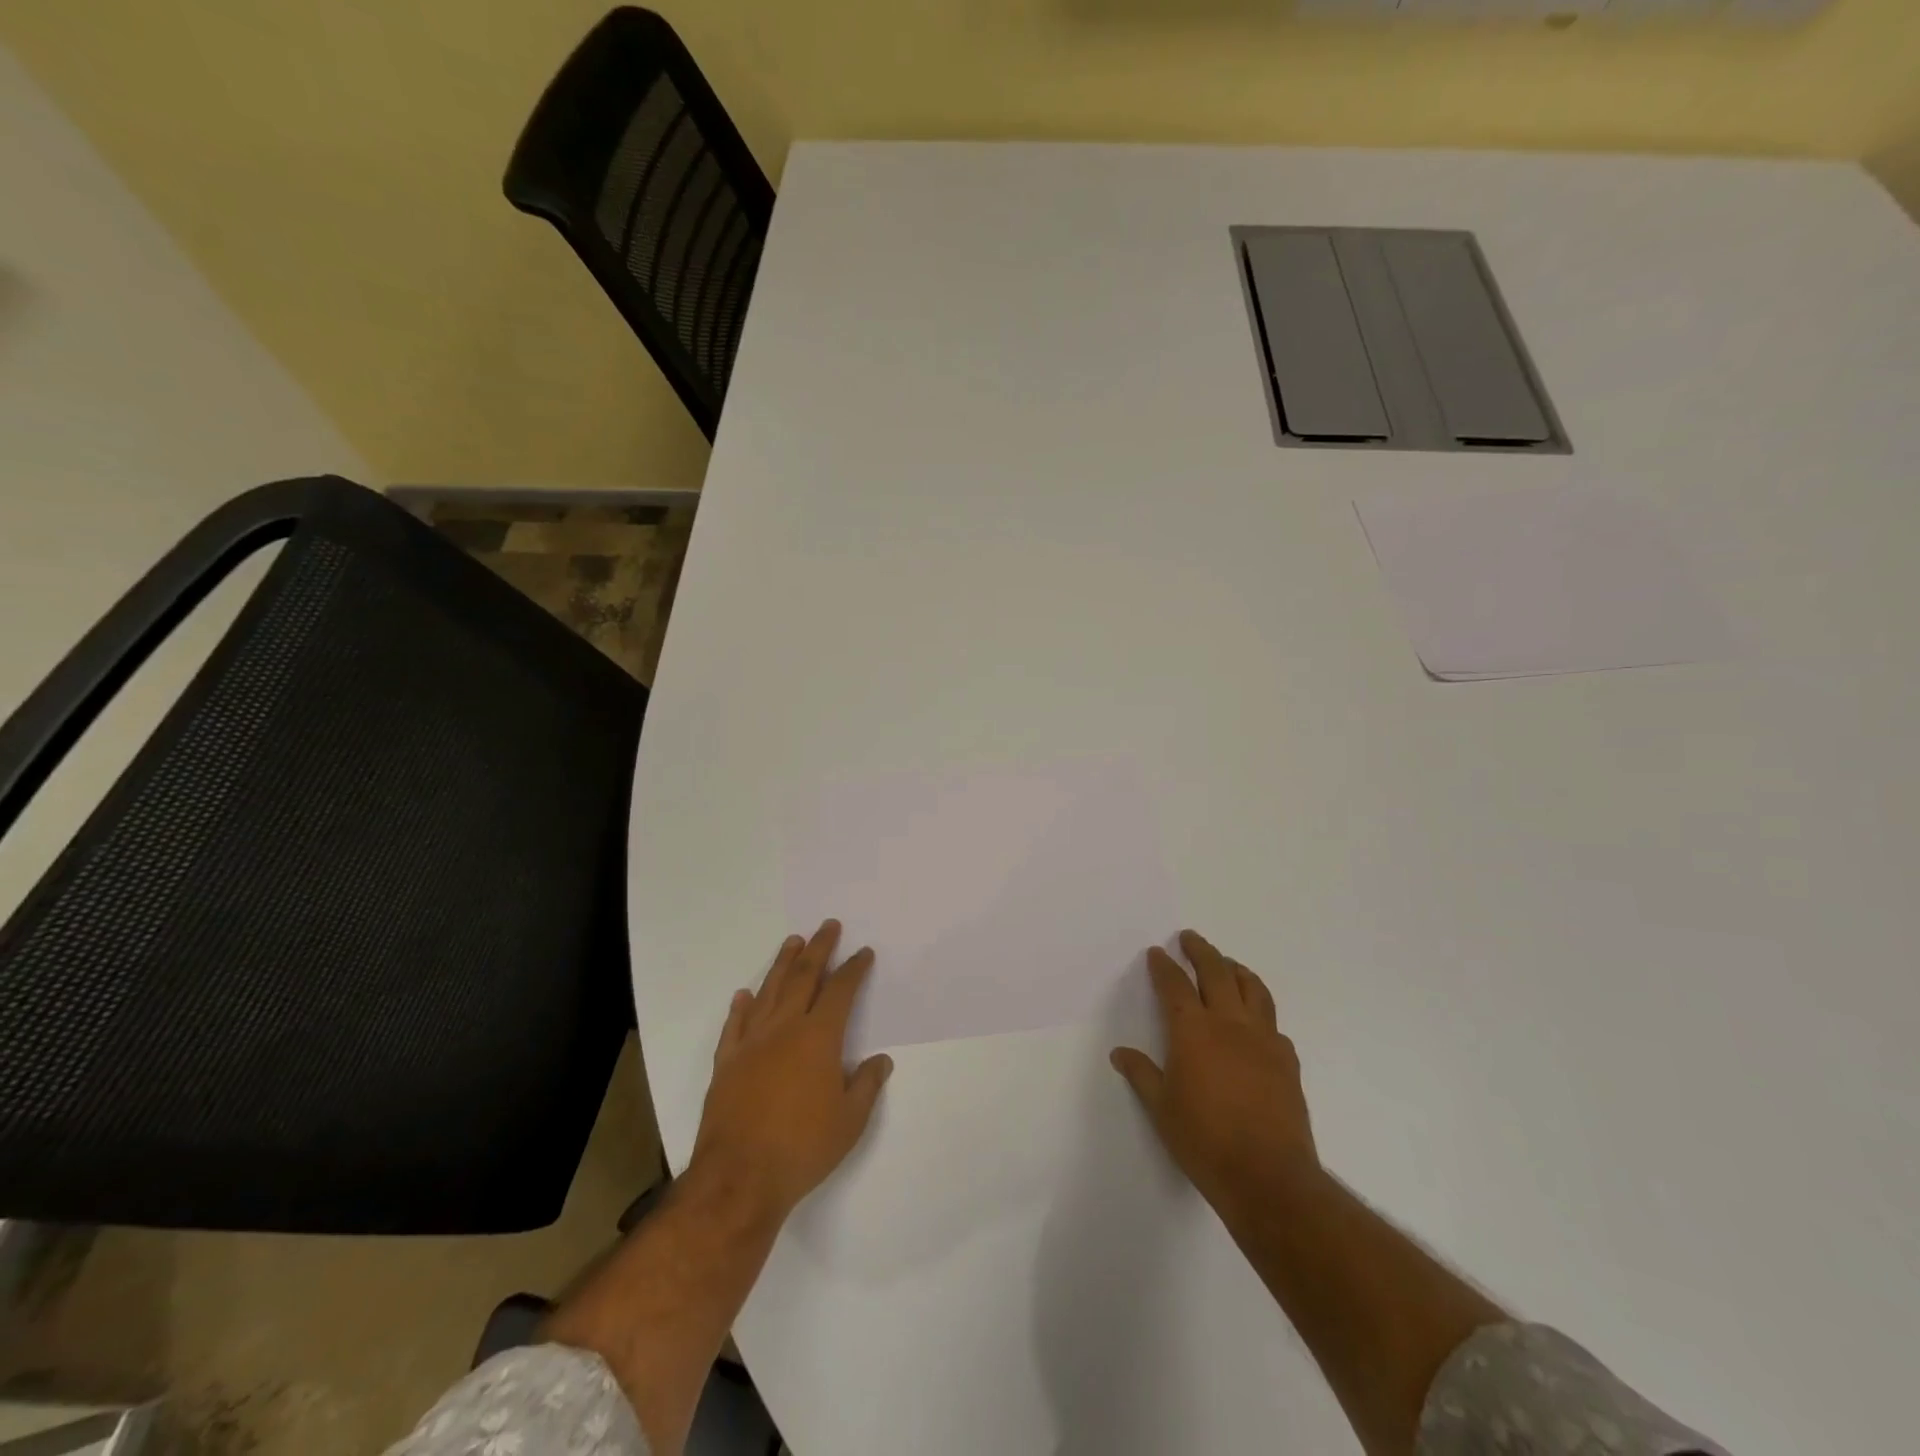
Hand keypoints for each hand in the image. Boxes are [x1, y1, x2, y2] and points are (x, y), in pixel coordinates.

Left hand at [689, 920, 892, 1222]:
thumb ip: (866, 1086)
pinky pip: (734, 1025)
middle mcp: (784, 1029)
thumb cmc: (802, 1149)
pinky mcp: (725, 1063)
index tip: (863, 952)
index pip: (840, 991)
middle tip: (828, 926)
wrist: (738, 1178)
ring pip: (768, 991)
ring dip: (782, 964)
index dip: (854, 969)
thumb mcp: (850, 1122)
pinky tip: (744, 995)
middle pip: (803, 977)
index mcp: (819, 1038)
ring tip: (793, 941)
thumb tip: (880, 1060)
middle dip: (819, 949)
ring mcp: (751, 1043)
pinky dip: (741, 1007)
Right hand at [1111, 930, 1319, 1216]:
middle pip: (1216, 972)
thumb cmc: (1205, 1141)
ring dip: (1236, 969)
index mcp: (1193, 1031)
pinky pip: (1272, 1022)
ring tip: (1227, 964)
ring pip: (1252, 988)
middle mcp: (1229, 1024)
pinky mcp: (1287, 1060)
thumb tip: (1120, 1053)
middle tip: (1190, 938)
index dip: (1164, 965)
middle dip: (1201, 950)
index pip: (1175, 985)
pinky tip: (1255, 1020)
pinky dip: (1260, 1009)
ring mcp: (1263, 1039)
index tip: (1157, 952)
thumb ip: (1142, 1074)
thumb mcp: (1161, 1109)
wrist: (1268, 1177)